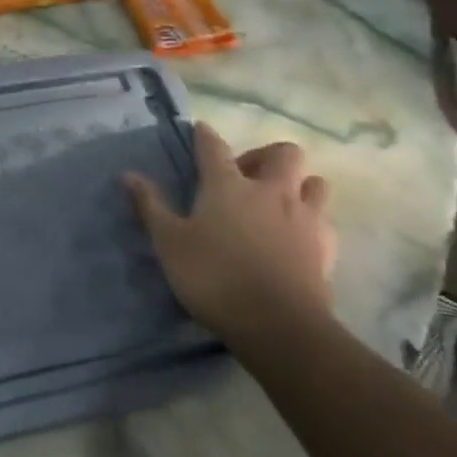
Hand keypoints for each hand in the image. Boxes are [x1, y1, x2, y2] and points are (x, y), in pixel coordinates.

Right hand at [124, 124, 335, 338]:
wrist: (279, 326)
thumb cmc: (214, 277)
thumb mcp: (169, 243)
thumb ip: (151, 206)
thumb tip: (129, 175)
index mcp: (228, 185)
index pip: (214, 146)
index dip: (205, 135)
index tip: (200, 130)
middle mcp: (271, 191)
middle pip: (283, 153)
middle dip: (265, 156)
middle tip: (246, 176)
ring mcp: (305, 217)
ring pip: (314, 182)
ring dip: (298, 185)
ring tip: (278, 203)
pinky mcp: (327, 248)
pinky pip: (325, 220)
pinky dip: (312, 220)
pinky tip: (297, 236)